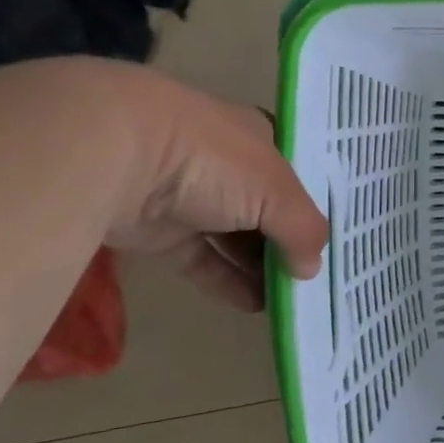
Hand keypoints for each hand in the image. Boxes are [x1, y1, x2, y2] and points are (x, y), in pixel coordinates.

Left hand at [57, 61, 328, 311]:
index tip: (331, 239)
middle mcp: (224, 164)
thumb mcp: (277, 191)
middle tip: (315, 276)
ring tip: (291, 298)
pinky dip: (226, 281)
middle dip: (287, 241)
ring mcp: (188, 197)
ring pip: (233, 237)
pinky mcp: (157, 231)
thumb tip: (311, 269)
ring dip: (260, 266)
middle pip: (264, 209)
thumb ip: (303, 229)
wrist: (112, 154)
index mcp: (257, 137)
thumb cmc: (212, 159)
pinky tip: (256, 305)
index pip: (292, 174)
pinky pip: (201, 260)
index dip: (311, 205)